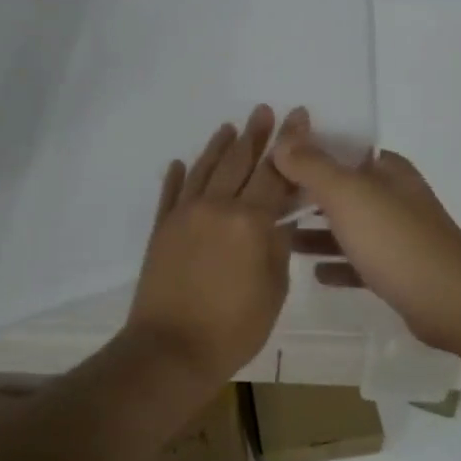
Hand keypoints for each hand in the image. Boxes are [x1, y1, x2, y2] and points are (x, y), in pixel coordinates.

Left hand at [124, 105, 297, 385]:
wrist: (171, 350)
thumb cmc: (234, 327)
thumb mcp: (274, 289)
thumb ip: (277, 247)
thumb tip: (276, 221)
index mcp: (250, 222)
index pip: (276, 174)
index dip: (289, 145)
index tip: (298, 117)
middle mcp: (217, 207)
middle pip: (239, 163)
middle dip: (255, 135)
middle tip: (264, 110)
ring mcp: (184, 216)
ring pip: (204, 170)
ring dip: (219, 147)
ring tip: (230, 127)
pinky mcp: (162, 230)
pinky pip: (171, 194)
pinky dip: (177, 176)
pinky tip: (181, 162)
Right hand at [273, 110, 460, 353]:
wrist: (450, 301)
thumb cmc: (396, 240)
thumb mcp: (348, 195)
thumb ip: (313, 166)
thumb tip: (283, 139)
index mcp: (387, 170)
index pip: (342, 150)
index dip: (307, 153)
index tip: (269, 164)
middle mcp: (394, 197)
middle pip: (343, 190)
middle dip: (306, 195)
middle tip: (265, 205)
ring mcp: (398, 235)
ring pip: (349, 227)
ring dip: (317, 232)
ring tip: (280, 239)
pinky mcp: (399, 271)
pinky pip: (360, 263)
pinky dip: (338, 265)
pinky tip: (315, 274)